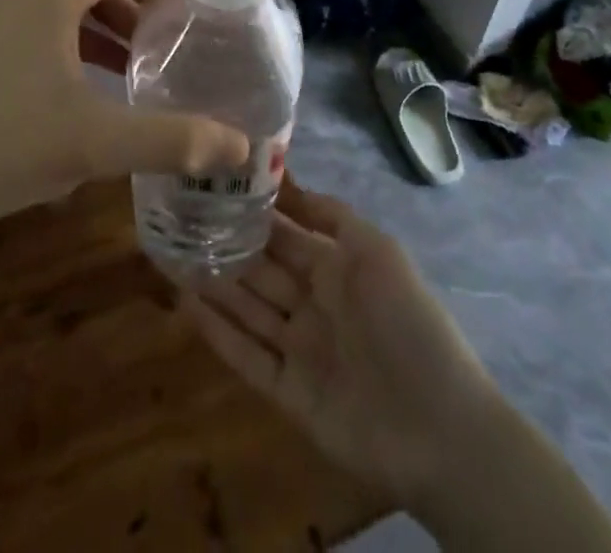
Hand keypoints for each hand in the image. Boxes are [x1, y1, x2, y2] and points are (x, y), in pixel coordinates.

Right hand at [183, 187, 500, 508]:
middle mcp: (313, 303)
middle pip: (261, 270)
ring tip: (171, 255)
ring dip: (213, 284)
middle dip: (225, 246)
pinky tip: (185, 306)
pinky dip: (218, 332)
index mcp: (336, 268)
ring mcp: (299, 349)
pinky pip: (246, 356)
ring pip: (247, 309)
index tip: (213, 187)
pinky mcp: (288, 392)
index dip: (252, 213)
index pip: (285, 234)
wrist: (438, 427)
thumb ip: (331, 215)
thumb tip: (287, 183)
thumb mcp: (376, 250)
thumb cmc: (407, 322)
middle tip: (179, 219)